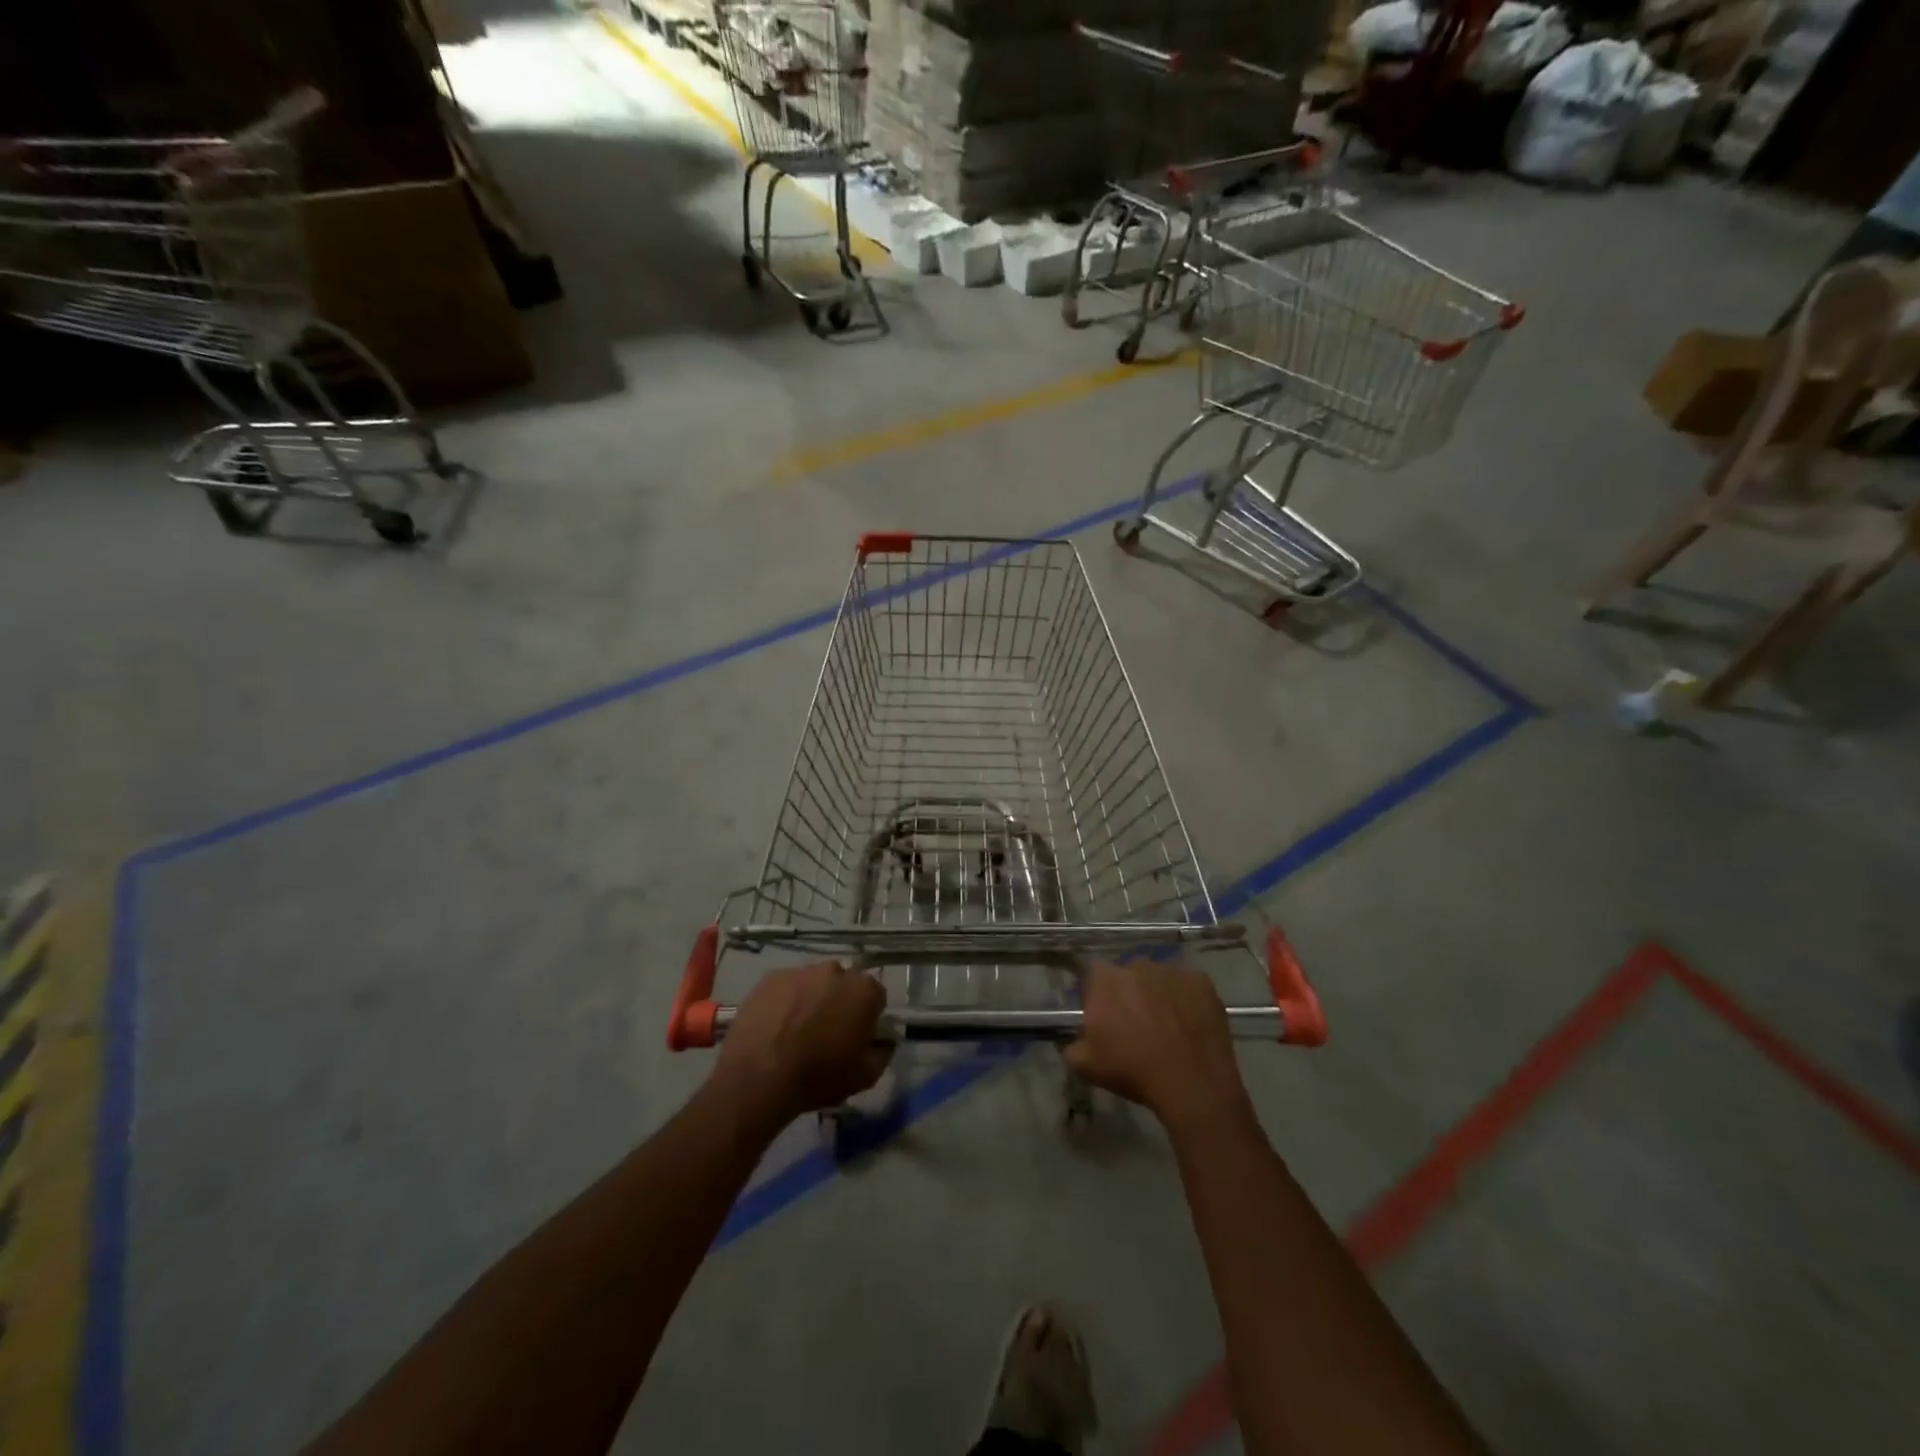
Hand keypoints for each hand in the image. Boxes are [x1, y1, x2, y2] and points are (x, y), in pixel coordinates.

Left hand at [712, 962, 892, 1123]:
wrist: (758, 1077)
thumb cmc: (818, 1076)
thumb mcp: (865, 1077)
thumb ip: (883, 1053)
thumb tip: (884, 1041)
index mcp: (864, 990)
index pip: (876, 997)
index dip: (867, 1017)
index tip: (855, 1037)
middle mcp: (835, 971)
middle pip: (844, 984)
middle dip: (840, 1002)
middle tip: (826, 1033)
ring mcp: (801, 971)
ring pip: (814, 982)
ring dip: (812, 999)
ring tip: (796, 1031)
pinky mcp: (771, 977)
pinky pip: (787, 986)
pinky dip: (785, 1000)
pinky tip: (775, 1026)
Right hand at [1064, 961, 1250, 1131]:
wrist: (1192, 1085)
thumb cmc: (1133, 1071)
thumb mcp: (1086, 1066)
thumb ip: (1073, 1044)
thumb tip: (1077, 1039)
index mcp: (1104, 979)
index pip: (1094, 979)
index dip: (1098, 999)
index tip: (1105, 1021)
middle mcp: (1136, 965)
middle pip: (1127, 976)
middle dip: (1129, 995)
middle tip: (1136, 1026)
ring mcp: (1171, 971)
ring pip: (1158, 979)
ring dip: (1158, 996)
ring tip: (1167, 1027)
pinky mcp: (1201, 981)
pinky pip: (1187, 986)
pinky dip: (1186, 1001)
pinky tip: (1189, 1026)